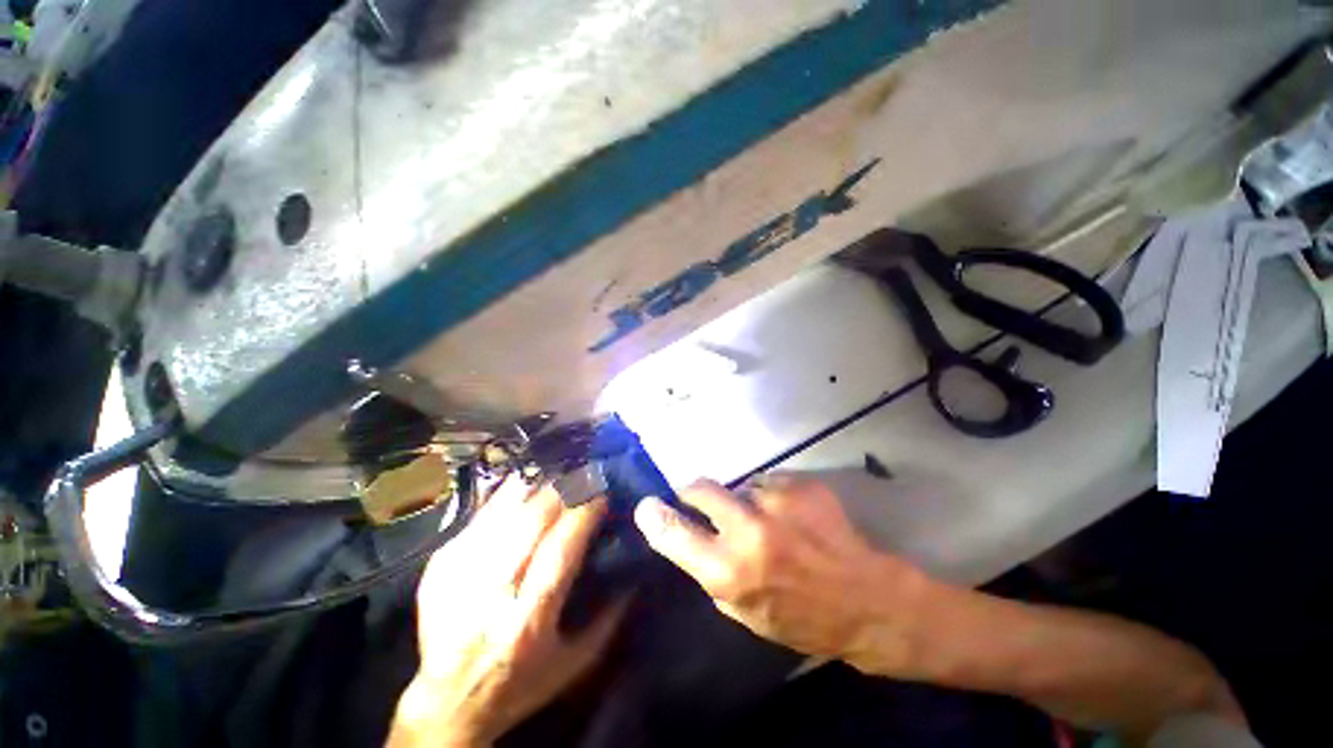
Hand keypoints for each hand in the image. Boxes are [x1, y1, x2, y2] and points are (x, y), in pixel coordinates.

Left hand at [389, 477, 624, 747]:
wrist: (448, 702)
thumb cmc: (519, 683)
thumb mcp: (573, 664)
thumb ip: (609, 620)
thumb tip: (634, 573)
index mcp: (528, 618)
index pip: (562, 547)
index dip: (585, 512)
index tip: (603, 492)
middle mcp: (492, 591)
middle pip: (531, 520)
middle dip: (563, 489)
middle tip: (583, 471)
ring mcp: (460, 573)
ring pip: (503, 510)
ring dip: (536, 484)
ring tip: (558, 468)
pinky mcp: (440, 564)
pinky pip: (478, 516)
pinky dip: (505, 494)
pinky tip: (524, 482)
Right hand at [632, 474, 930, 674]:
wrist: (869, 601)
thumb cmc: (804, 620)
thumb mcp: (747, 615)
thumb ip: (714, 573)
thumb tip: (694, 538)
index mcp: (730, 572)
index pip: (674, 534)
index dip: (655, 517)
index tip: (647, 506)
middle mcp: (748, 530)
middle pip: (701, 488)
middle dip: (694, 491)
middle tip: (698, 497)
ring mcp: (777, 503)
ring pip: (742, 486)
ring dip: (747, 501)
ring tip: (772, 523)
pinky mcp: (801, 486)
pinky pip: (771, 484)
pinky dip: (775, 498)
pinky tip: (796, 518)